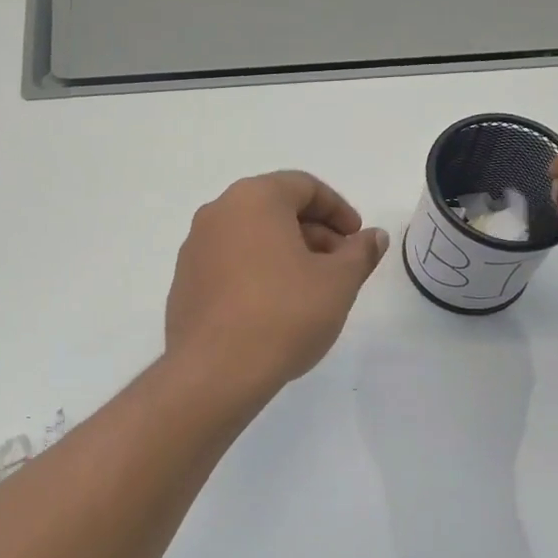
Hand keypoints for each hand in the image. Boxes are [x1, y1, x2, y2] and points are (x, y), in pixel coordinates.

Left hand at [166, 171, 388, 390]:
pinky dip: (258, 271)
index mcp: (254, 199)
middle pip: (275, 209)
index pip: (304, 186)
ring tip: (312, 290)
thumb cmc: (284, 314)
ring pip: (251, 236)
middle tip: (341, 267)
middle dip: (314, 233)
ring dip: (287, 253)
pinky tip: (275, 307)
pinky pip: (229, 262)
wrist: (214, 371)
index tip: (357, 239)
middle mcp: (218, 212)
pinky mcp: (184, 281)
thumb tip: (373, 236)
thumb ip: (359, 253)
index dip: (339, 210)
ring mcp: (195, 247)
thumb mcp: (338, 283)